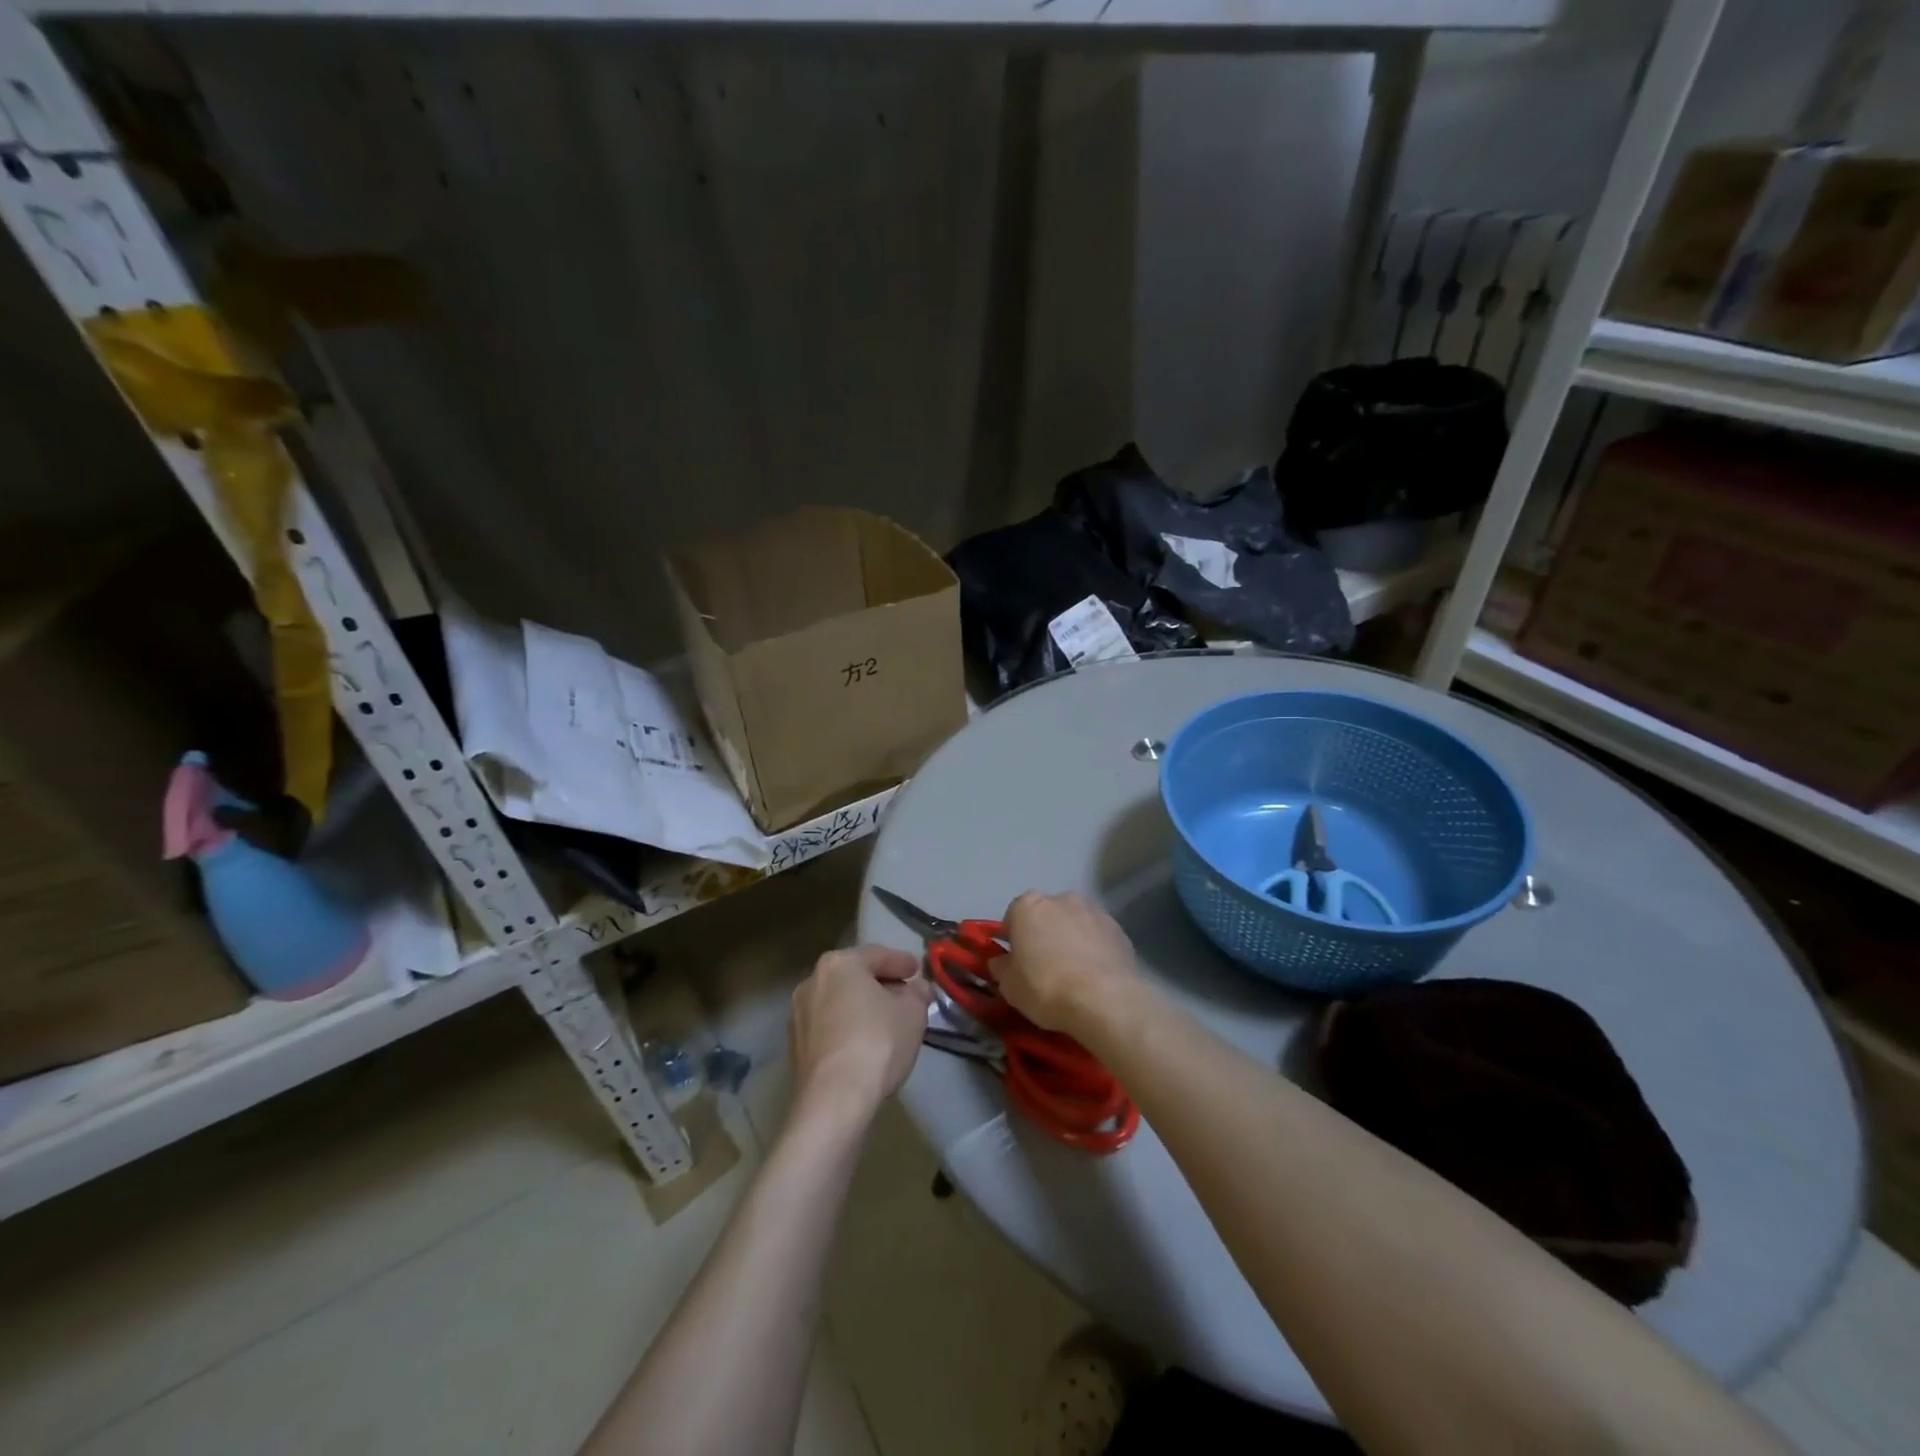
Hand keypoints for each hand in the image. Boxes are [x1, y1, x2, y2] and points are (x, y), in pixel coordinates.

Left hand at [789, 945, 932, 1123]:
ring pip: (839, 1002)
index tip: (918, 970)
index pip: (877, 954)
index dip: (902, 962)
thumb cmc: (877, 1042)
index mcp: (839, 963)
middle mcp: (812, 981)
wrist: (833, 1100)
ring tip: (886, 1021)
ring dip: (862, 1007)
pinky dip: (847, 1028)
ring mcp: (798, 1015)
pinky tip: (865, 1043)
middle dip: (880, 984)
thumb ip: (918, 993)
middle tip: (905, 995)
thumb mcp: (913, 1013)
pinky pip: (829, 1027)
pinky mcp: (795, 1046)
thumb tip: (917, 987)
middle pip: (854, 976)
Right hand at [995, 892, 1142, 1040]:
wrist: (1106, 999)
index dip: (1013, 940)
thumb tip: (1001, 961)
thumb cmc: (1046, 988)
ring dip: (1071, 939)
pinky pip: (1098, 937)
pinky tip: (1096, 976)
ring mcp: (1093, 910)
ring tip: (1074, 974)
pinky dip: (1094, 949)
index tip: (1017, 962)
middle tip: (1045, 967)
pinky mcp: (1118, 928)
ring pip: (1074, 923)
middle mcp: (1061, 898)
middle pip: (1046, 915)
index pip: (1012, 917)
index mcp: (1028, 906)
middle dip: (1044, 934)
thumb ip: (1002, 968)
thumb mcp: (1010, 987)